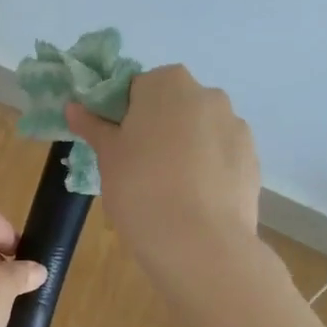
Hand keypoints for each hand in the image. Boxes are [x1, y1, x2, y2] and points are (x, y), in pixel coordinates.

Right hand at [66, 65, 261, 300]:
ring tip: (168, 190)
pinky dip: (206, 170)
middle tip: (137, 168)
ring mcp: (236, 126)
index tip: (115, 145)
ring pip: (200, 132)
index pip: (137, 88)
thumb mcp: (107, 157)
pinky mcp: (252, 159)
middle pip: (173, 106)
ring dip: (184, 149)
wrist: (198, 243)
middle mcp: (208, 95)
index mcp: (167, 83)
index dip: (122, 116)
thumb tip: (74, 106)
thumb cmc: (140, 188)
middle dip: (156, 129)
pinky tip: (193, 201)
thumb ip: (93, 126)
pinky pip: (220, 157)